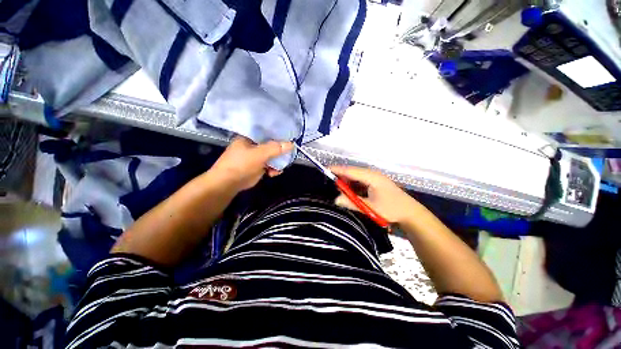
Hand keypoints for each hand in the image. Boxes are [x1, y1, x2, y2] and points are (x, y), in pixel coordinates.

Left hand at [209, 136, 293, 191]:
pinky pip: (270, 164)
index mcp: (250, 137)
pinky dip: (274, 168)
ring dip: (278, 161)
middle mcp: (254, 145)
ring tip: (282, 165)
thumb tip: (292, 144)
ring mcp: (256, 156)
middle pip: (271, 144)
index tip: (290, 136)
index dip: (278, 133)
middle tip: (290, 152)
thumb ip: (275, 149)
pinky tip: (275, 173)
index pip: (267, 131)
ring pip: (272, 155)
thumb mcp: (259, 154)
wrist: (229, 183)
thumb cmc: (241, 164)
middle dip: (281, 149)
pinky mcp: (258, 166)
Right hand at [330, 166, 420, 224]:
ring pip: (356, 177)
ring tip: (339, 190)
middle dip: (341, 177)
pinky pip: (361, 181)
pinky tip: (350, 192)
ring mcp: (374, 178)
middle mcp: (372, 174)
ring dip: (348, 182)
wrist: (410, 213)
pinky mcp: (375, 183)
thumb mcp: (370, 207)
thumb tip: (336, 199)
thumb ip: (352, 202)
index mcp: (371, 177)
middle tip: (331, 184)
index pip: (351, 171)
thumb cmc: (391, 209)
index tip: (326, 169)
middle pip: (353, 172)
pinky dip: (354, 186)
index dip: (338, 169)